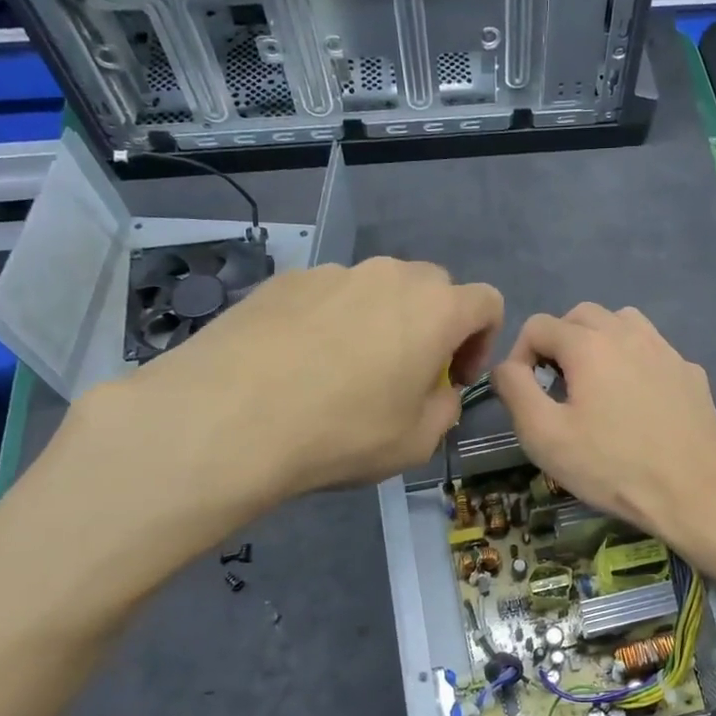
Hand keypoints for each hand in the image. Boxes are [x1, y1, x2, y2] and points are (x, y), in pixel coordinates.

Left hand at [60, 259, 501, 542]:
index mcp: (435, 309)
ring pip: (376, 290)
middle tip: (406, 374)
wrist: (228, 418)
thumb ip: (444, 409)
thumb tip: (437, 392)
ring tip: (344, 372)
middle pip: (433, 287)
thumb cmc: (342, 433)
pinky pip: (328, 295)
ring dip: (380, 322)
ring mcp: (333, 273)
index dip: (482, 341)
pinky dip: (330, 321)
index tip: (453, 379)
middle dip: (433, 326)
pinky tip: (298, 364)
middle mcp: (389, 276)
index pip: (487, 301)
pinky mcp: (284, 281)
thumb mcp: (415, 443)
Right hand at [491, 304, 715, 570]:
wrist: (694, 492)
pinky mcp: (690, 372)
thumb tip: (506, 367)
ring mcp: (665, 349)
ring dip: (599, 342)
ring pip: (622, 323)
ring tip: (595, 384)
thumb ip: (515, 390)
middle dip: (559, 342)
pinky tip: (638, 401)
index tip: (525, 394)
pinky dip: (634, 361)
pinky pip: (653, 350)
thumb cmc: (611, 466)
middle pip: (581, 315)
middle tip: (557, 387)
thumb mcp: (544, 435)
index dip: (520, 355)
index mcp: (588, 344)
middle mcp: (628, 332)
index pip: (538, 325)